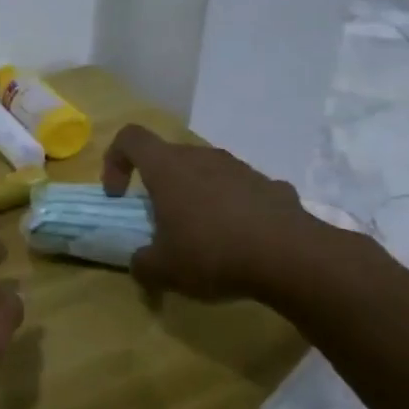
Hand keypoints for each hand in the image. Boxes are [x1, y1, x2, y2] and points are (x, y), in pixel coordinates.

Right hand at [101, 124, 326, 300]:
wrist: (293, 258)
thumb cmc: (213, 253)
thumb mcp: (163, 269)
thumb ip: (142, 263)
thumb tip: (140, 263)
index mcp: (167, 168)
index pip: (130, 138)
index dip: (115, 161)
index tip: (118, 195)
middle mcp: (202, 157)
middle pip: (169, 157)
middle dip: (158, 185)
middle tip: (160, 221)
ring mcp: (241, 169)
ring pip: (206, 172)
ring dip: (196, 196)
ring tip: (202, 235)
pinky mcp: (272, 186)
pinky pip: (240, 190)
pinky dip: (232, 209)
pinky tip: (241, 240)